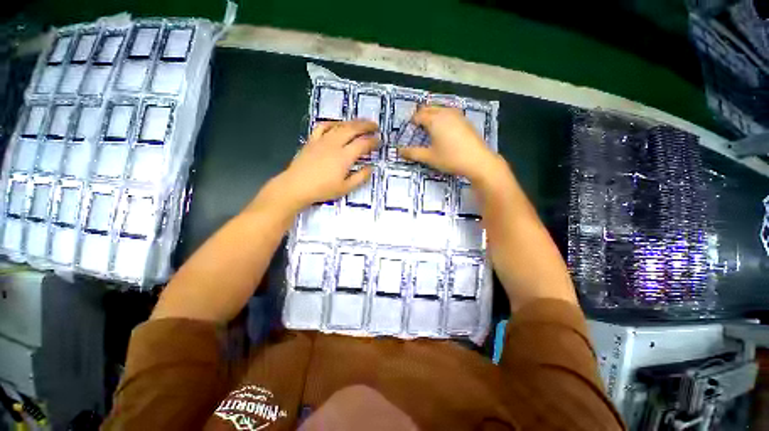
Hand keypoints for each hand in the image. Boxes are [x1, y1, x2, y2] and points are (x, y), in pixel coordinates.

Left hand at [273, 120, 378, 210]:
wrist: (296, 186)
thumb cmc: (322, 190)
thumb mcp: (345, 188)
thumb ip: (360, 177)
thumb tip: (371, 168)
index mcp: (344, 157)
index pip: (363, 144)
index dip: (373, 141)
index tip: (379, 141)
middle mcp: (335, 144)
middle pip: (353, 129)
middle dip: (366, 126)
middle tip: (375, 126)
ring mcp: (322, 140)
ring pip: (340, 125)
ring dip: (353, 122)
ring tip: (361, 123)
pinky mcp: (312, 140)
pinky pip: (323, 126)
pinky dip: (333, 123)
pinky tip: (337, 124)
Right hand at [399, 107, 499, 182]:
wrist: (478, 160)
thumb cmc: (450, 158)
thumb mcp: (429, 157)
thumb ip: (413, 153)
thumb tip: (398, 151)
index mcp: (434, 120)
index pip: (419, 115)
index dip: (412, 121)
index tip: (409, 129)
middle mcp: (445, 113)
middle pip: (429, 108)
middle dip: (421, 115)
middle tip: (417, 126)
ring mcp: (457, 115)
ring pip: (440, 109)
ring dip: (432, 114)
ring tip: (428, 127)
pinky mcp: (465, 120)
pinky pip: (449, 113)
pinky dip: (442, 117)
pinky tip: (444, 129)